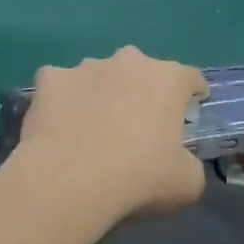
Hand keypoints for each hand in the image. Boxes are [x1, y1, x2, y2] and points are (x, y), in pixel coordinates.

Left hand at [16, 47, 208, 218]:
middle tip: (138, 125)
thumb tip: (181, 164)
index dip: (193, 94)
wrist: (69, 181)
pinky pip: (61, 85)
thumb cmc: (139, 177)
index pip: (190, 78)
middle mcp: (129, 61)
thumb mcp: (187, 183)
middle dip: (142, 91)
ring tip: (93, 129)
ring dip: (102, 93)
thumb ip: (190, 165)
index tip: (190, 110)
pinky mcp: (50, 79)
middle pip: (142, 71)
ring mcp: (86, 66)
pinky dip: (63, 99)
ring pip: (100, 75)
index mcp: (168, 79)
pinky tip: (60, 125)